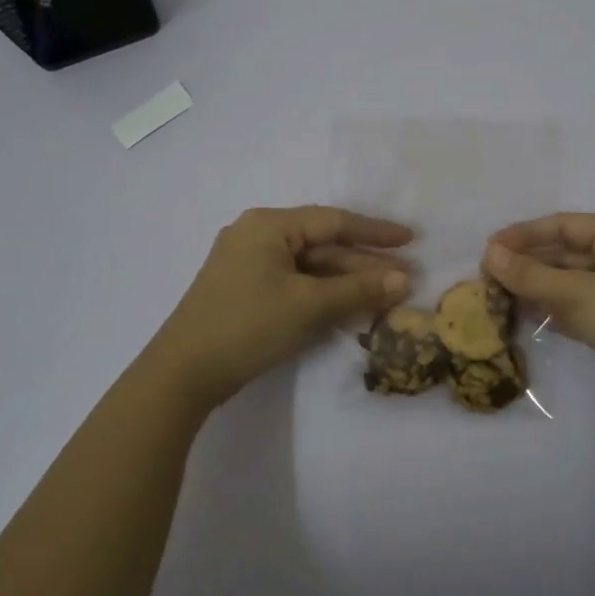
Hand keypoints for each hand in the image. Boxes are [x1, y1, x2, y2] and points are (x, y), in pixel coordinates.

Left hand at [147, 206, 413, 409]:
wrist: (182, 374)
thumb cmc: (247, 326)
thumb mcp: (308, 305)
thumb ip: (359, 288)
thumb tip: (404, 280)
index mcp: (268, 225)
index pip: (334, 221)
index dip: (375, 232)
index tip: (412, 240)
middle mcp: (257, 236)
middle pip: (323, 245)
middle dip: (364, 263)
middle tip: (404, 279)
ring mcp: (249, 265)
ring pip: (310, 267)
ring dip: (347, 281)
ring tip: (386, 295)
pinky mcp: (246, 291)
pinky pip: (295, 283)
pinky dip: (324, 293)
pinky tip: (350, 306)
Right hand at [483, 213, 594, 417]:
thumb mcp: (575, 293)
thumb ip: (530, 274)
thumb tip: (489, 254)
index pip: (564, 225)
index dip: (525, 233)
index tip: (490, 247)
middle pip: (567, 252)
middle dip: (529, 262)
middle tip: (490, 274)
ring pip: (571, 281)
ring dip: (538, 286)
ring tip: (500, 295)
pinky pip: (579, 305)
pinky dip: (553, 308)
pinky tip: (528, 316)